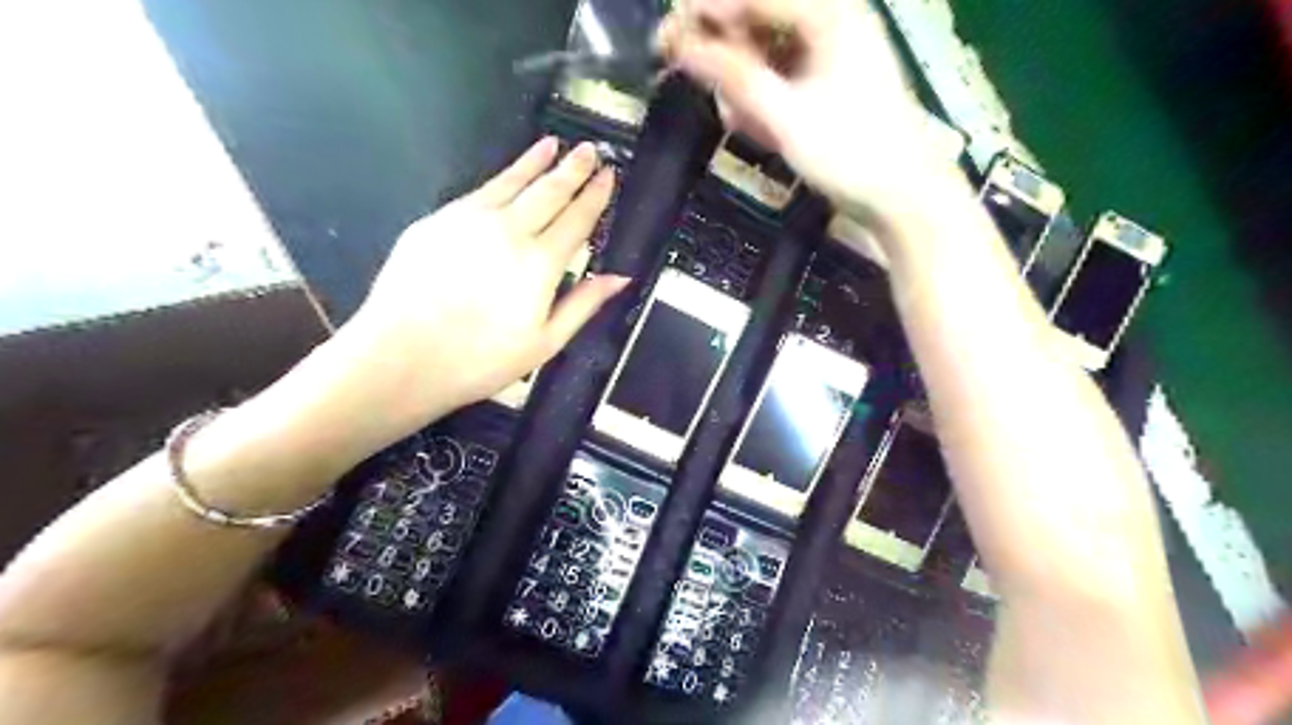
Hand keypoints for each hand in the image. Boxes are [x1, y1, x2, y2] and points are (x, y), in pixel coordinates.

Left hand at [330, 137, 619, 441]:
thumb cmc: (480, 360)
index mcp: (540, 264)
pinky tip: (508, 174)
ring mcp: (470, 220)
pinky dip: (502, 177)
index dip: (595, 196)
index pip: (576, 220)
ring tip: (554, 145)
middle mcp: (509, 231)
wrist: (401, 357)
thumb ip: (583, 304)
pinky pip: (480, 190)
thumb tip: (620, 277)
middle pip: (549, 192)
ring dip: (536, 162)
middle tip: (589, 149)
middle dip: (572, 169)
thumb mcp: (544, 343)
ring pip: (512, 182)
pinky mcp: (438, 220)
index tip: (609, 174)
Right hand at [661, 0, 951, 229]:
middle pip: (760, 16)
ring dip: (742, 76)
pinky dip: (763, 94)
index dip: (705, 12)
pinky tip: (753, 124)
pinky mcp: (834, 78)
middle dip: (723, 47)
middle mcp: (834, 18)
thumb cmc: (850, 153)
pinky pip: (784, 73)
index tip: (664, 38)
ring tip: (732, 116)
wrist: (904, 196)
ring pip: (769, 47)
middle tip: (685, 73)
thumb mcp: (785, 117)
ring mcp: (835, 49)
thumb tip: (682, 48)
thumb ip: (733, 77)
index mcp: (829, 14)